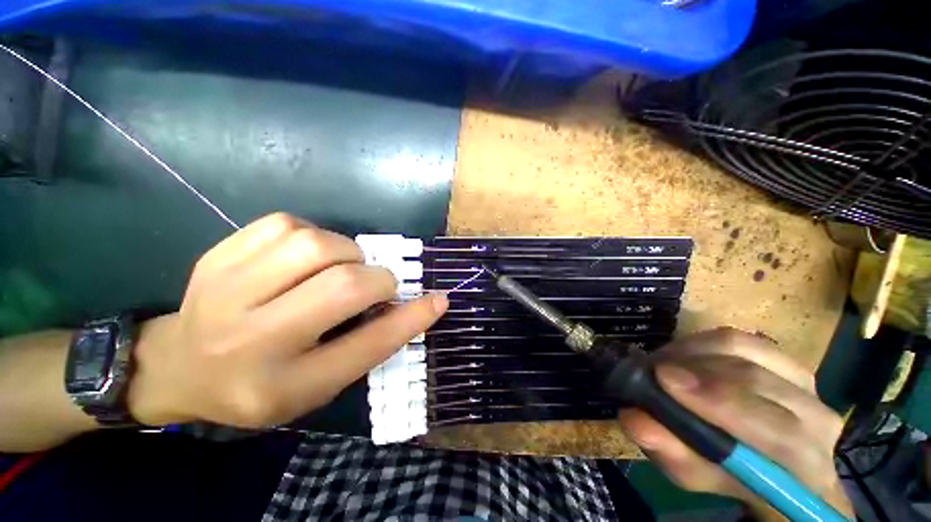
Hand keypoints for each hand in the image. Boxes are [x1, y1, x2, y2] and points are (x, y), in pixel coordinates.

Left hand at [126, 213, 447, 427]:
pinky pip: (286, 224)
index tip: (439, 300)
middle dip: (378, 279)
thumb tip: (411, 303)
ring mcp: (225, 291)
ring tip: (340, 267)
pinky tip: (306, 255)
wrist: (178, 366)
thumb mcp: (319, 383)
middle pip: (342, 286)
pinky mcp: (218, 256)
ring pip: (315, 244)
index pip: (366, 347)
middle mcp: (250, 340)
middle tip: (378, 283)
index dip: (411, 320)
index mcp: (283, 386)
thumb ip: (367, 344)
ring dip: (347, 253)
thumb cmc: (260, 384)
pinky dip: (314, 235)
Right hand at [617, 328, 853, 520]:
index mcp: (806, 467)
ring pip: (743, 349)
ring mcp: (803, 380)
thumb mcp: (698, 476)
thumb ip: (673, 453)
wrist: (764, 459)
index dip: (721, 402)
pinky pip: (737, 337)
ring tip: (661, 364)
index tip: (664, 379)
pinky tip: (680, 357)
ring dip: (691, 353)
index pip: (779, 432)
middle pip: (756, 380)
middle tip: (649, 370)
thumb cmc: (731, 475)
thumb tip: (634, 419)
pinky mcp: (781, 355)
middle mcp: (817, 417)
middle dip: (694, 370)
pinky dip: (699, 342)